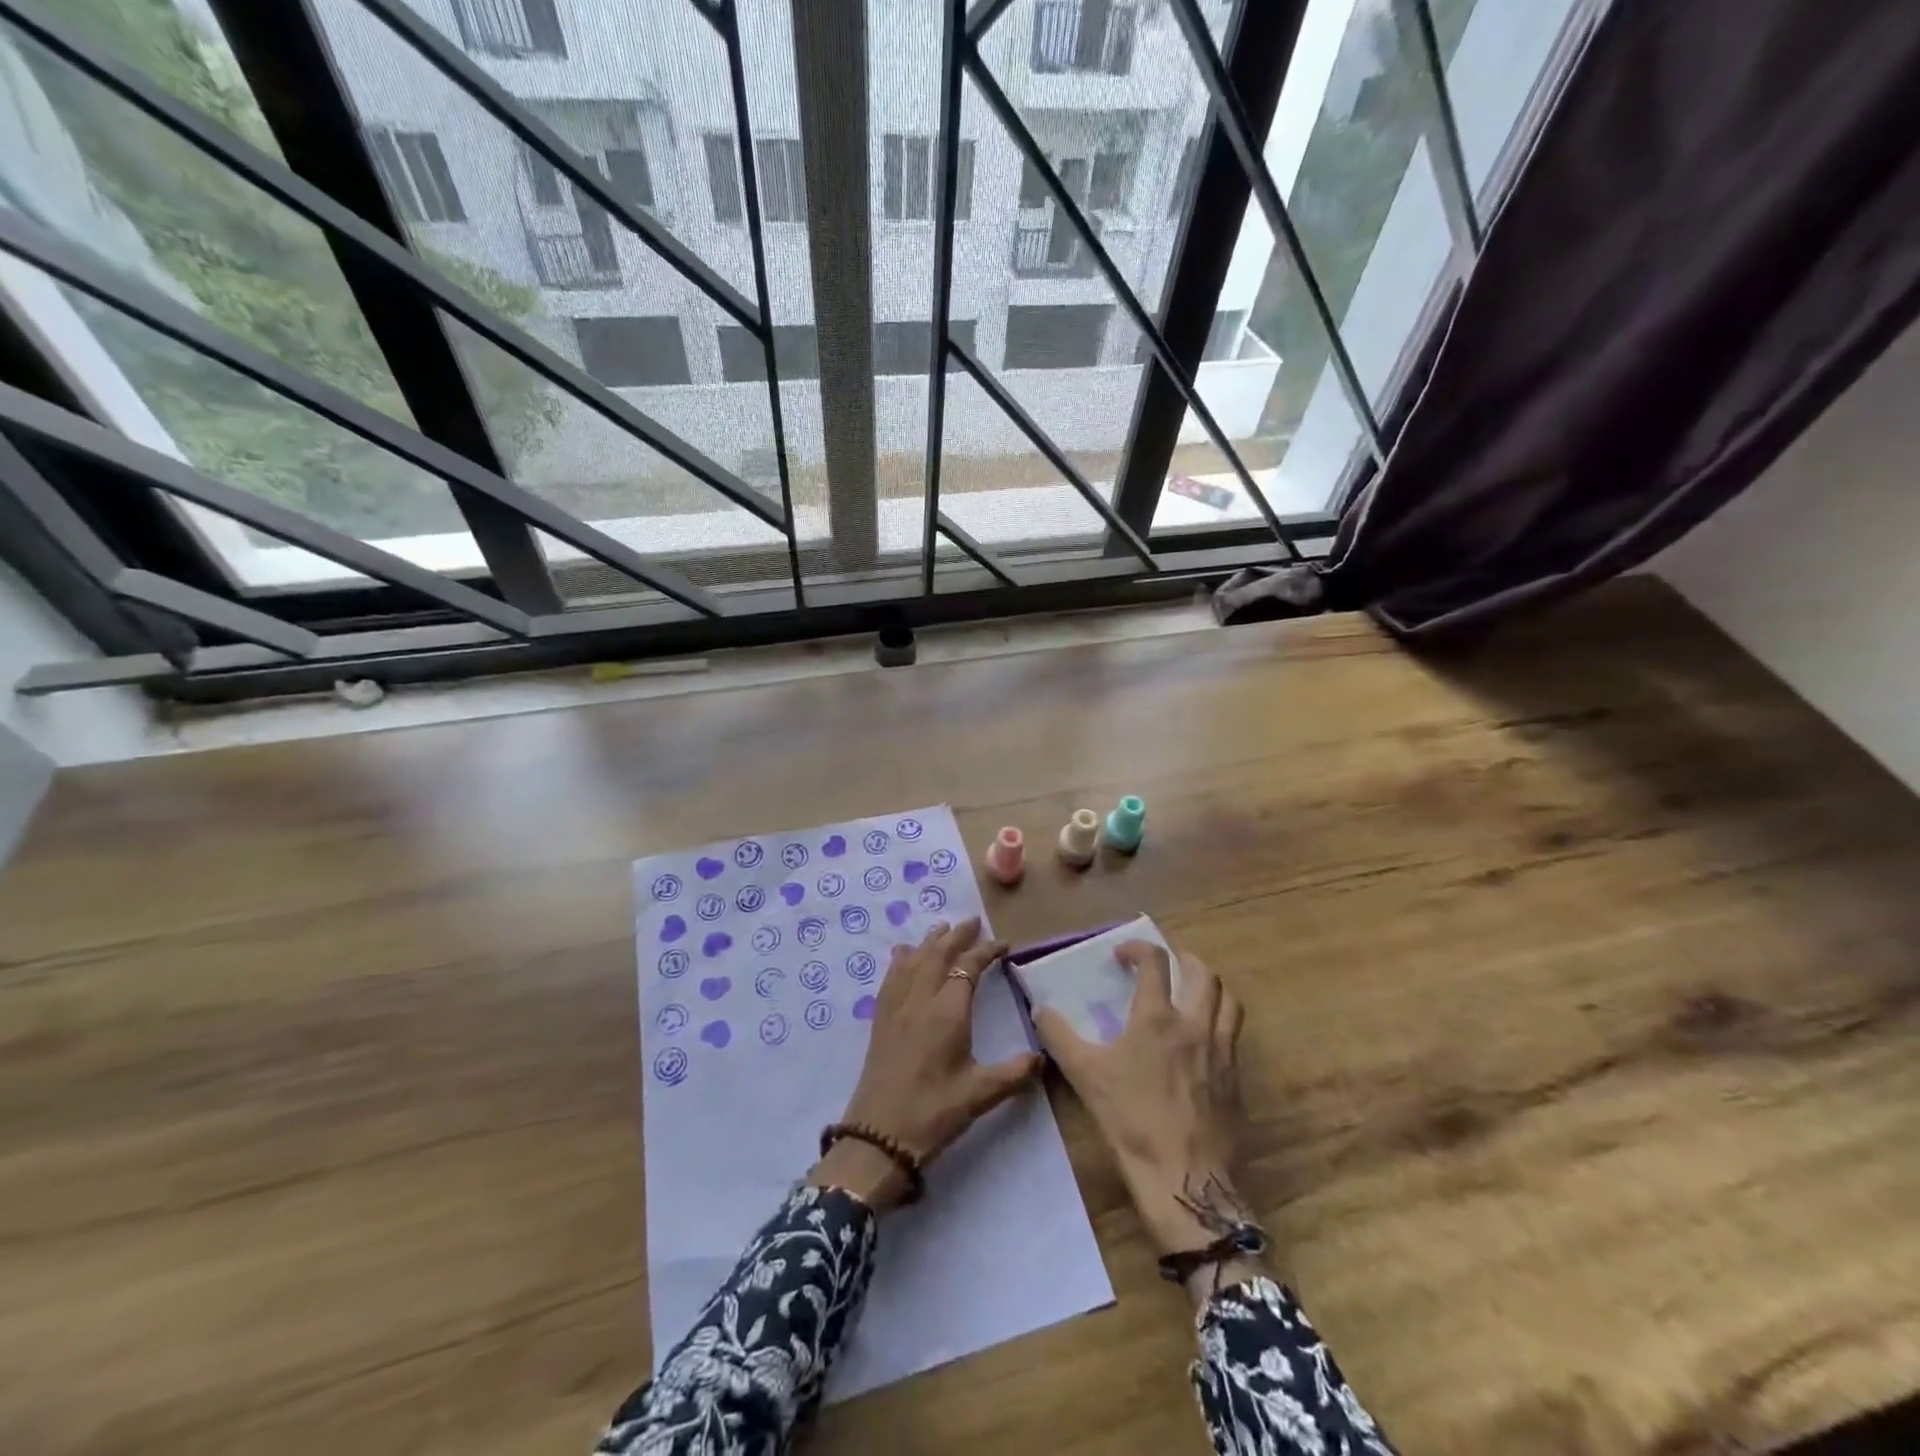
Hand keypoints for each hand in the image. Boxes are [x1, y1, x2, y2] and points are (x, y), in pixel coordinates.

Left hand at [809, 918, 1043, 1211]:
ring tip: (942, 928)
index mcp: (948, 1011)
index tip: (1004, 945)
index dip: (987, 951)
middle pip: (939, 954)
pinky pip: (892, 976)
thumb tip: (1042, 1058)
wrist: (878, 1136)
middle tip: (973, 922)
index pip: (969, 967)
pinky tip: (903, 954)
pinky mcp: (881, 1019)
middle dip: (957, 935)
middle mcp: (921, 999)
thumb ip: (1014, 1073)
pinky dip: (902, 959)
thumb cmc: (933, 1112)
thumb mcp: (980, 1095)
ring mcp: (897, 1007)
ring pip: (914, 960)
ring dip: (930, 941)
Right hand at [1035, 941, 1256, 1292]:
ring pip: (1229, 1000)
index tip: (1122, 955)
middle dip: (1184, 959)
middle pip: (1203, 973)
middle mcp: (1195, 1025)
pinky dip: (1221, 1022)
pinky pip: (1235, 1035)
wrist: (1183, 1178)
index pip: (1155, 962)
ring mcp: (1222, 1051)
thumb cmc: (1131, 1120)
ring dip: (1211, 986)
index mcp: (1158, 1017)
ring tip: (1194, 991)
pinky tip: (1204, 1039)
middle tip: (1167, 964)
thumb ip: (1059, 1036)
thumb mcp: (1084, 1075)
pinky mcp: (1236, 1079)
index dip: (1138, 948)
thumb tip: (1040, 1008)